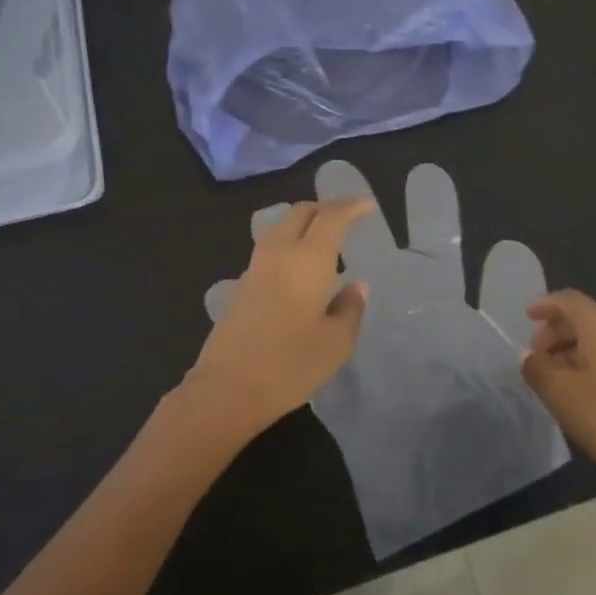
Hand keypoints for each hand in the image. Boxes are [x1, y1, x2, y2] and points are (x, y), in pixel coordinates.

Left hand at [209, 160, 568, 560]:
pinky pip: (269, 247)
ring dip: (304, 223)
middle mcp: (279, 252)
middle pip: (301, 212)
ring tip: (325, 242)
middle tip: (346, 219)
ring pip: (280, 226)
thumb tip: (356, 286)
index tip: (368, 205)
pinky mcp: (241, 284)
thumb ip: (350, 309)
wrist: (227, 389)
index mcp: (307, 258)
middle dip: (325, 208)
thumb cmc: (290, 365)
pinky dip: (289, 242)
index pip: (331, 216)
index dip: (351, 206)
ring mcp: (255, 266)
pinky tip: (299, 269)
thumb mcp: (336, 343)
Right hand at [519, 289, 595, 490]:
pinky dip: (594, 360)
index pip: (570, 300)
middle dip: (557, 330)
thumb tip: (530, 356)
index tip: (527, 316)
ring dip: (575, 348)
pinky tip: (583, 388)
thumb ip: (536, 367)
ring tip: (556, 374)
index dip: (545, 304)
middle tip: (537, 353)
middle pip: (587, 317)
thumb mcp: (559, 393)